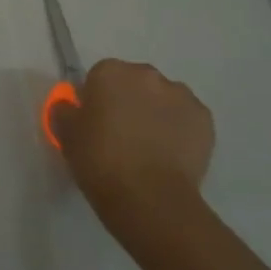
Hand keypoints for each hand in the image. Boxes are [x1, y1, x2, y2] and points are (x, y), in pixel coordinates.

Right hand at [55, 57, 214, 241]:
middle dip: (128, 101)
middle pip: (134, 83)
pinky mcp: (205, 120)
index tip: (93, 123)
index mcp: (111, 72)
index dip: (95, 99)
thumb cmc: (100, 160)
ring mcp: (181, 95)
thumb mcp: (66, 135)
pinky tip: (169, 156)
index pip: (99, 76)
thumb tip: (70, 106)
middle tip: (119, 136)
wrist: (150, 197)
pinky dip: (178, 130)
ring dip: (155, 114)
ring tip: (148, 149)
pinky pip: (185, 119)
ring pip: (163, 99)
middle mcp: (148, 74)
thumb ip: (65, 111)